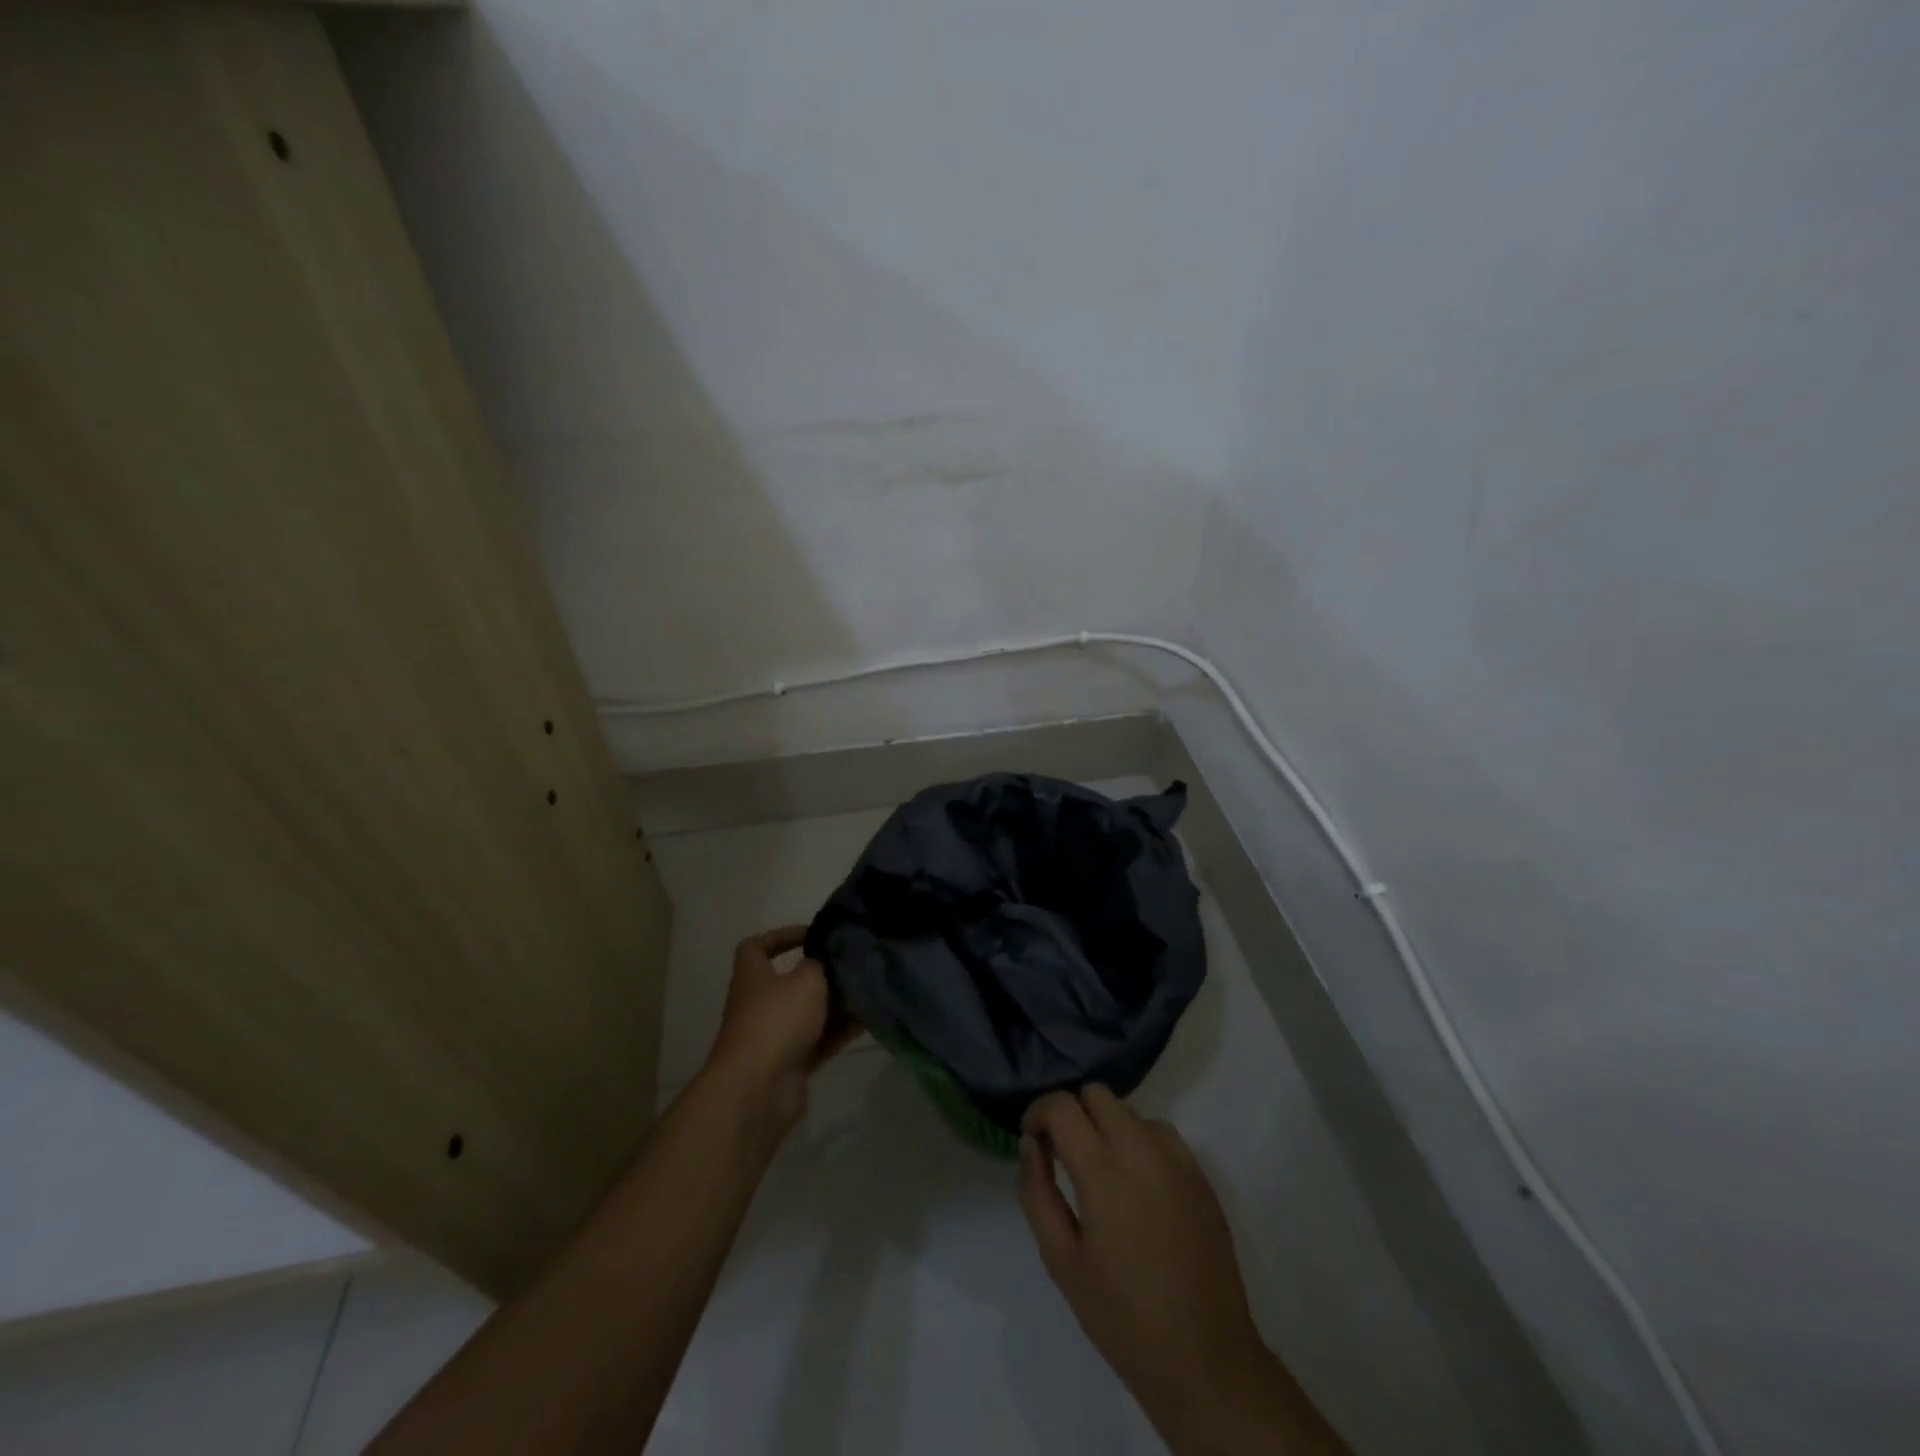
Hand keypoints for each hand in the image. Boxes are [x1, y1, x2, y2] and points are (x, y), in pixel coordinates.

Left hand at [701, 926, 853, 1144]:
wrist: (758, 1089)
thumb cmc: (777, 1020)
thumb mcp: (806, 979)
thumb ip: (819, 964)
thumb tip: (822, 962)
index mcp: (752, 977)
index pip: (756, 947)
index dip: (781, 936)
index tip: (812, 935)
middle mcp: (759, 1004)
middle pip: (788, 983)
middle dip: (819, 975)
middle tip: (849, 966)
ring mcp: (773, 1037)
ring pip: (808, 1014)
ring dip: (834, 1005)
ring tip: (866, 992)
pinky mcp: (790, 1064)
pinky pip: (819, 1041)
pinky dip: (839, 1032)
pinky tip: (867, 1021)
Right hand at [1019, 1087, 1346, 1454]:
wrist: (1206, 1360)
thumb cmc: (1123, 1316)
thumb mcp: (1061, 1260)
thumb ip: (1037, 1193)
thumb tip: (1030, 1145)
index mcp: (1104, 1170)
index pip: (1062, 1106)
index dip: (1038, 1113)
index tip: (1031, 1139)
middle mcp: (1142, 1149)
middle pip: (1097, 1094)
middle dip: (1072, 1113)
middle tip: (1061, 1154)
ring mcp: (1177, 1159)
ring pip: (1129, 1111)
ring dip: (1106, 1126)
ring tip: (1099, 1172)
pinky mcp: (1200, 1176)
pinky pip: (1160, 1134)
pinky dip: (1138, 1142)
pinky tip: (1136, 1186)